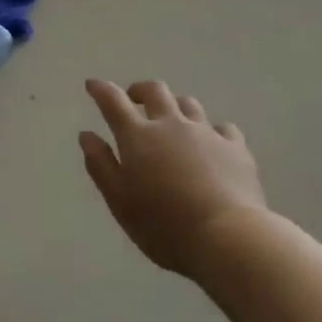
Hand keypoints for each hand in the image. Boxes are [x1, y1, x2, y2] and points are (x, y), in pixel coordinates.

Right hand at [80, 78, 266, 277]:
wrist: (227, 237)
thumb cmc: (163, 225)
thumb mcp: (119, 201)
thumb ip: (101, 165)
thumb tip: (87, 135)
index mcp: (138, 136)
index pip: (114, 101)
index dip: (101, 89)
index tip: (93, 84)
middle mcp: (171, 124)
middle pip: (155, 91)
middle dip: (140, 90)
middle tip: (134, 99)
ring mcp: (206, 132)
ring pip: (188, 104)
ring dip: (175, 105)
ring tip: (172, 119)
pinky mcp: (235, 147)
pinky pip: (222, 128)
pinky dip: (211, 131)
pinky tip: (212, 143)